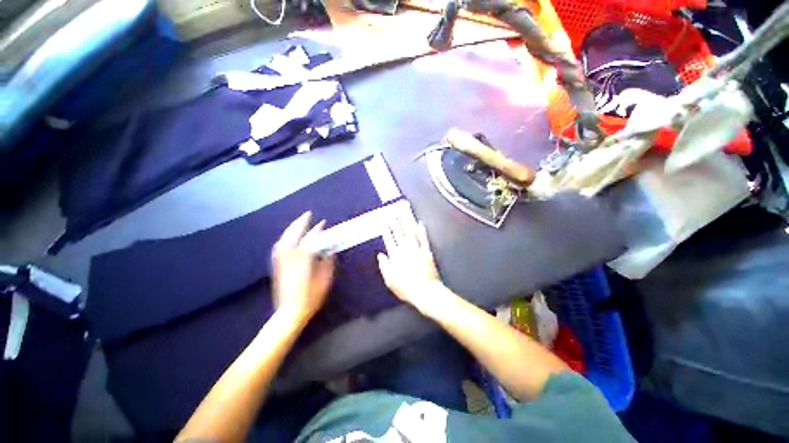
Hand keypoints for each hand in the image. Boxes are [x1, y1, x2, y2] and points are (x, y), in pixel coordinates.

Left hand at [272, 211, 334, 324]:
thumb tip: (329, 251)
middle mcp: (290, 258)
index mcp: (304, 261)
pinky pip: (279, 247)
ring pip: (284, 240)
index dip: (317, 230)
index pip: (311, 240)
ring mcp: (282, 262)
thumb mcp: (325, 281)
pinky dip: (284, 238)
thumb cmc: (311, 298)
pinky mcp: (278, 266)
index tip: (323, 223)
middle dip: (300, 223)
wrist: (290, 312)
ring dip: (291, 228)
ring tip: (299, 222)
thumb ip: (327, 263)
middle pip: (293, 235)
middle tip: (308, 214)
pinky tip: (288, 236)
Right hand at [377, 216, 443, 306]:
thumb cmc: (406, 288)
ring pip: (410, 234)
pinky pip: (424, 239)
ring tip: (402, 215)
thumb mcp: (390, 280)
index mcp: (396, 257)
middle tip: (392, 214)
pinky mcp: (427, 252)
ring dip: (406, 223)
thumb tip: (380, 255)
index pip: (389, 241)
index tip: (384, 223)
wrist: (425, 292)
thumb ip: (384, 266)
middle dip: (395, 224)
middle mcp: (406, 251)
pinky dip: (421, 231)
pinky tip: (420, 224)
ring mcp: (417, 250)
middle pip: (399, 235)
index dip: (387, 232)